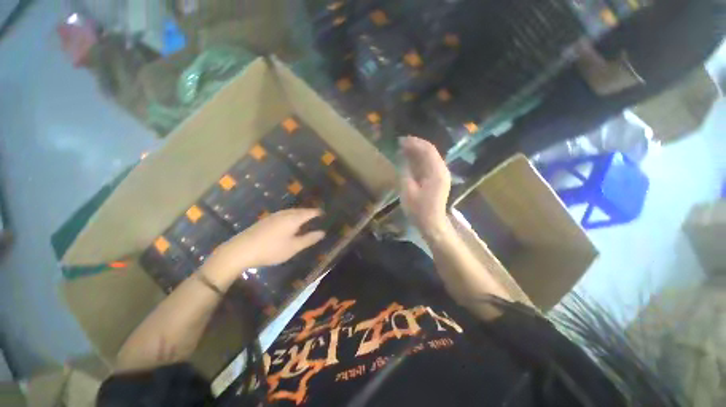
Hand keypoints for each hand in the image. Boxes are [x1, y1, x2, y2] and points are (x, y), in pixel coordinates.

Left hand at [204, 209, 324, 280]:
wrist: (241, 250)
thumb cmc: (271, 249)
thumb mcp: (293, 247)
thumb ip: (309, 239)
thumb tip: (322, 232)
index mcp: (293, 219)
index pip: (309, 212)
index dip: (317, 212)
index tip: (324, 213)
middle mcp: (285, 214)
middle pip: (300, 210)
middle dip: (309, 212)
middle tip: (316, 216)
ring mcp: (274, 216)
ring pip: (291, 212)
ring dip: (299, 213)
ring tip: (305, 218)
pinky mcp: (266, 220)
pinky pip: (284, 214)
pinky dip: (291, 216)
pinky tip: (289, 222)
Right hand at [399, 136, 451, 237]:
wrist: (432, 224)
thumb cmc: (419, 210)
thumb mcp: (408, 191)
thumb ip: (405, 173)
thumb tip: (403, 160)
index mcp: (436, 172)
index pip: (427, 150)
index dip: (414, 143)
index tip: (401, 140)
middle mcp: (441, 170)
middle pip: (429, 152)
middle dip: (415, 146)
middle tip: (400, 143)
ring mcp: (441, 175)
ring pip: (429, 158)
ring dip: (416, 153)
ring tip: (402, 149)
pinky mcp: (437, 180)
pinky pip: (428, 165)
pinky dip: (418, 161)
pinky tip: (409, 160)